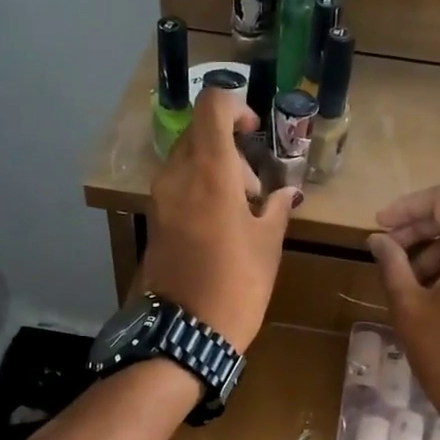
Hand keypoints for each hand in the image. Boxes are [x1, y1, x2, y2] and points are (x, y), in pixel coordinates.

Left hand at [141, 84, 300, 353]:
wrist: (187, 333)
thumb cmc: (237, 285)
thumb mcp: (268, 245)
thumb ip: (276, 208)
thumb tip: (286, 193)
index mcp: (209, 172)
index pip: (212, 106)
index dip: (237, 107)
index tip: (256, 133)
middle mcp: (177, 176)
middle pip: (200, 134)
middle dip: (231, 149)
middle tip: (254, 190)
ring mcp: (160, 198)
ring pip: (187, 160)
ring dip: (216, 171)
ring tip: (240, 213)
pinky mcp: (154, 219)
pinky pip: (178, 186)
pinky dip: (200, 190)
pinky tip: (220, 226)